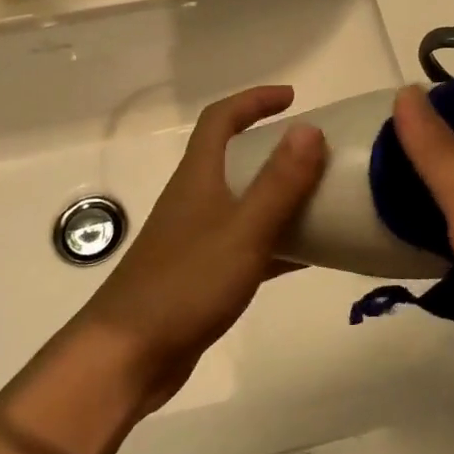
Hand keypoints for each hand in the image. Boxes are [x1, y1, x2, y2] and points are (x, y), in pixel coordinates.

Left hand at [73, 86, 326, 411]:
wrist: (129, 356)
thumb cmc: (186, 284)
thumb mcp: (243, 230)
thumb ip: (279, 182)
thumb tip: (309, 129)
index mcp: (199, 177)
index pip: (221, 119)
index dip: (254, 100)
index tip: (292, 98)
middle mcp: (196, 199)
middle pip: (235, 158)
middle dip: (275, 148)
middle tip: (318, 153)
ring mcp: (197, 238)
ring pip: (244, 202)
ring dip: (280, 196)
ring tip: (324, 199)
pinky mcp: (203, 275)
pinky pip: (249, 245)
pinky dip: (278, 243)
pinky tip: (311, 256)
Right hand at [391, 84, 453, 391]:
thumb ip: (436, 146)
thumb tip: (407, 89)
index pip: (449, 125)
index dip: (410, 125)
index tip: (364, 134)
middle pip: (445, 163)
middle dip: (406, 166)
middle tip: (355, 175)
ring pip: (447, 202)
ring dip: (414, 203)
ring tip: (366, 207)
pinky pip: (451, 238)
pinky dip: (427, 237)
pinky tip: (399, 247)